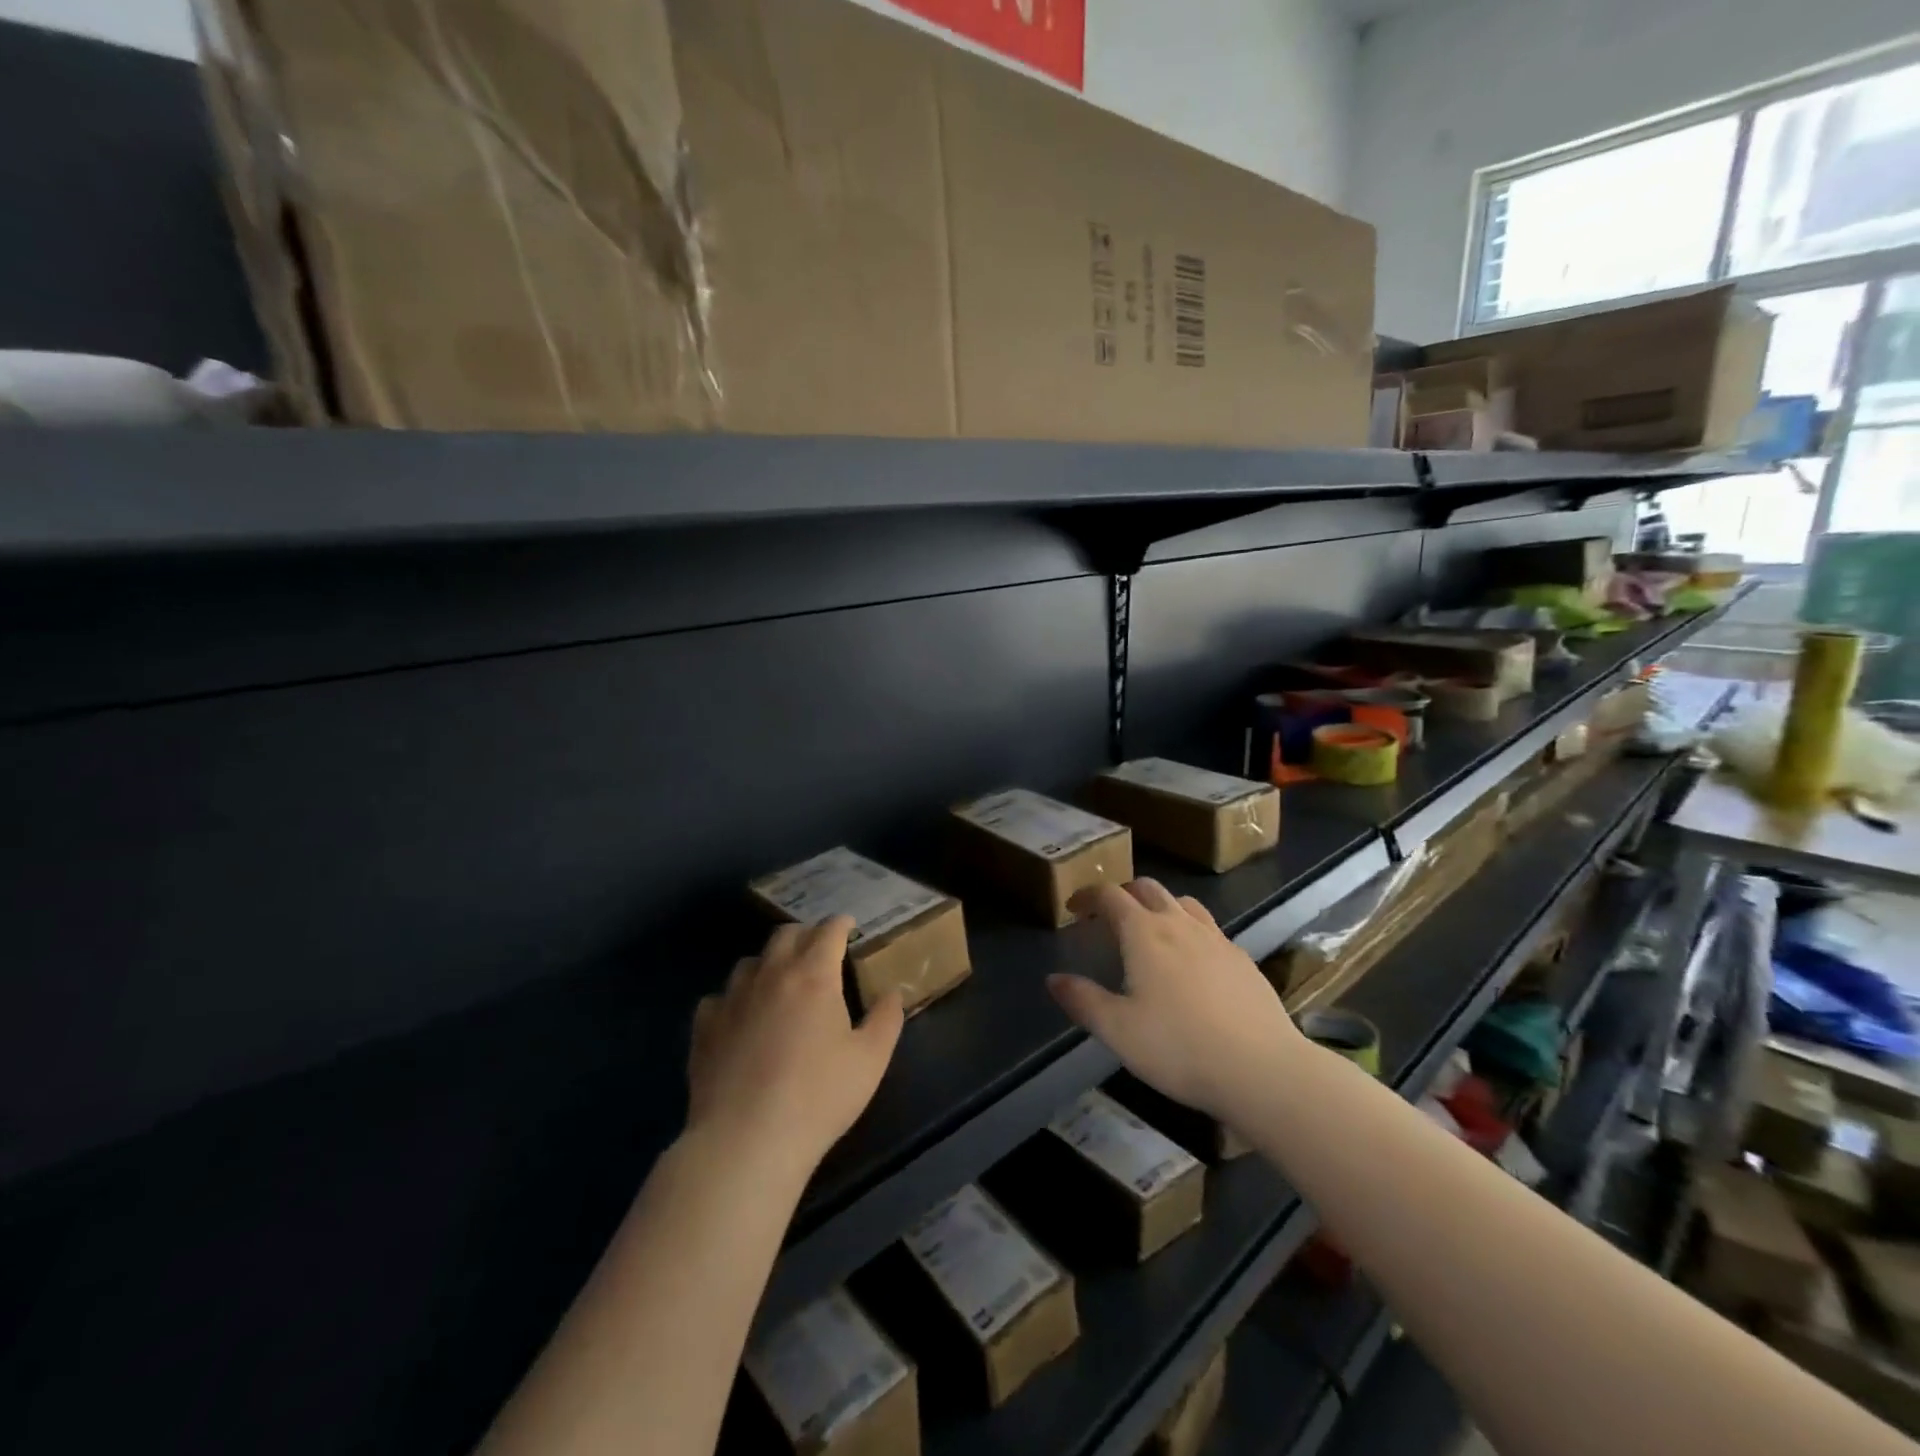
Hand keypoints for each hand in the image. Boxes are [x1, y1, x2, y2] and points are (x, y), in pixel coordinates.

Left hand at [686, 917, 903, 1175]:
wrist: (746, 1141)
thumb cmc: (819, 1097)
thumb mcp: (871, 1060)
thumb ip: (886, 1019)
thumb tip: (892, 992)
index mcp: (814, 975)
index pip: (828, 931)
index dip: (841, 924)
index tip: (849, 926)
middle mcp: (771, 974)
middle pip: (785, 934)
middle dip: (805, 934)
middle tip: (818, 950)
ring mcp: (732, 999)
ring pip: (750, 962)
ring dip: (769, 963)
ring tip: (780, 982)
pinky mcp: (705, 1027)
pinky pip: (719, 998)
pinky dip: (734, 999)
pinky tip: (741, 1018)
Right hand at [1048, 880, 1300, 1119]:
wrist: (1262, 1070)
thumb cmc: (1179, 1048)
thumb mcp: (1118, 1030)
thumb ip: (1082, 1001)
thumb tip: (1054, 979)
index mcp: (1144, 933)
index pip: (1110, 895)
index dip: (1088, 896)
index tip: (1074, 908)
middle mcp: (1180, 924)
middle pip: (1148, 888)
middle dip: (1123, 893)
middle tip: (1108, 915)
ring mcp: (1217, 939)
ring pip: (1183, 903)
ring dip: (1160, 906)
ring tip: (1151, 931)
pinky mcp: (1243, 960)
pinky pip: (1210, 929)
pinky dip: (1191, 930)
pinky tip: (1193, 963)